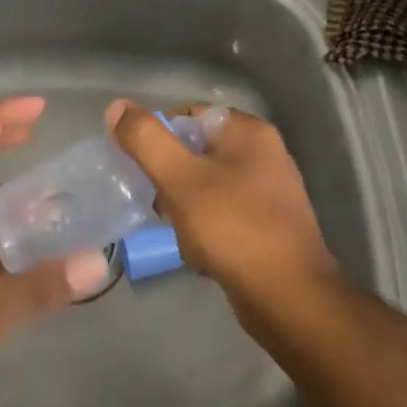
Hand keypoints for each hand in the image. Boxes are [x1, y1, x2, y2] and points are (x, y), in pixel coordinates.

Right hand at [106, 100, 336, 314]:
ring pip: (205, 185)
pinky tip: (199, 252)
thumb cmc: (233, 228)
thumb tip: (116, 107)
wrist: (289, 299)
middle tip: (159, 204)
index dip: (158, 139)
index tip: (142, 170)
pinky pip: (222, 213)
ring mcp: (268, 190)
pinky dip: (205, 228)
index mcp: (248, 131)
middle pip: (194, 151)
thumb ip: (146, 140)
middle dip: (170, 178)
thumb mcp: (180, 179)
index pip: (187, 115)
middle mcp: (263, 153)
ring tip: (181, 232)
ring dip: (184, 207)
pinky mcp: (267, 224)